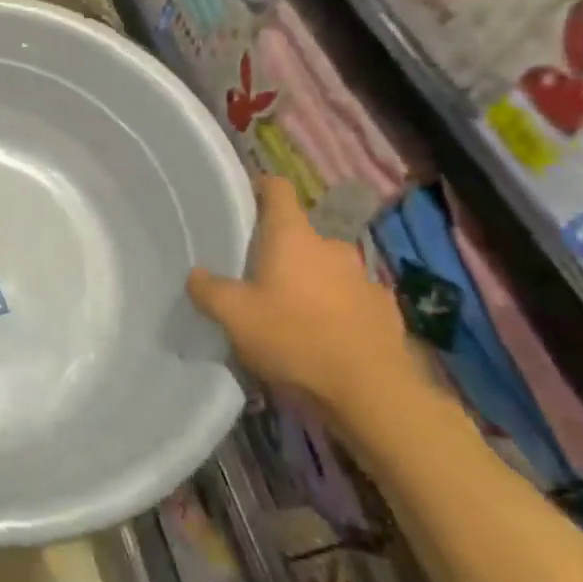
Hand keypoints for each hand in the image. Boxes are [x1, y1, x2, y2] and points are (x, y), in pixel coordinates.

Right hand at [187, 174, 425, 421]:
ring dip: (310, 280)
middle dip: (280, 249)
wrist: (373, 393)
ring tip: (290, 312)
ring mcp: (364, 277)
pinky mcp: (385, 310)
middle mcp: (331, 246)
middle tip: (256, 275)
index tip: (243, 200)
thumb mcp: (233, 316)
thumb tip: (196, 274)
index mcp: (293, 236)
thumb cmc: (295, 339)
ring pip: (327, 268)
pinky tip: (324, 336)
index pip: (277, 189)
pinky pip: (351, 298)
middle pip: (300, 234)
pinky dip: (336, 308)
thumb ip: (208, 290)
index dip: (260, 188)